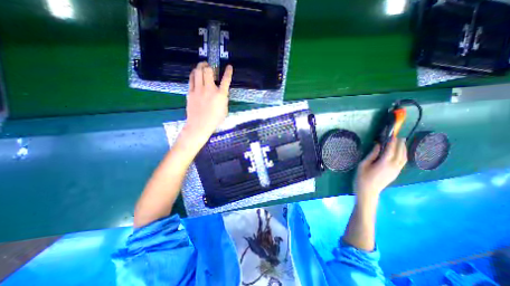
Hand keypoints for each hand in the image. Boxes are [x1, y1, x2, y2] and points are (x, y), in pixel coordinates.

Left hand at [181, 61, 232, 142]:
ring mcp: (198, 90)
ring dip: (200, 67)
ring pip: (198, 72)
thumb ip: (223, 99)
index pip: (226, 80)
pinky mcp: (190, 92)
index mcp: (220, 95)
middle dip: (209, 66)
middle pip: (208, 71)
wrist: (200, 125)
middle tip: (209, 66)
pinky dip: (194, 74)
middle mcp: (209, 89)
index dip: (228, 72)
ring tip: (202, 66)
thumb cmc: (215, 120)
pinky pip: (191, 79)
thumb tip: (221, 93)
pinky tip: (195, 74)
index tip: (229, 66)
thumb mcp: (224, 109)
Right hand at [355, 138, 406, 198]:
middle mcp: (394, 166)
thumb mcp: (363, 164)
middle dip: (400, 144)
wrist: (368, 191)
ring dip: (403, 149)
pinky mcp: (396, 173)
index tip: (392, 135)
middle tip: (399, 136)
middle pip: (400, 153)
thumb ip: (372, 154)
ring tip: (401, 142)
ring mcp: (396, 170)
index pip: (391, 149)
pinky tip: (400, 152)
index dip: (392, 142)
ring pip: (404, 158)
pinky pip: (403, 162)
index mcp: (384, 163)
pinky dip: (403, 155)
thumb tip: (377, 145)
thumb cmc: (362, 177)